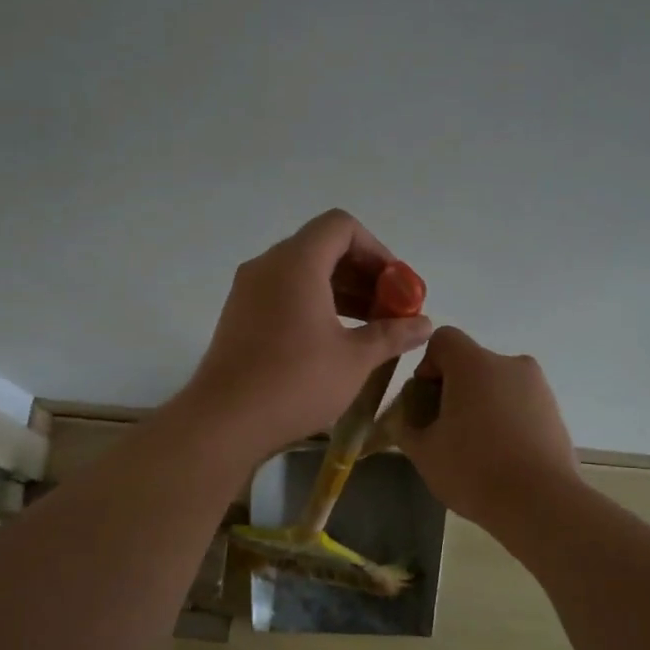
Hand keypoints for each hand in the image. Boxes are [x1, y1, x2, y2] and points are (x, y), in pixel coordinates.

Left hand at [178, 210, 433, 461]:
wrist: (225, 421)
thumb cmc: (296, 382)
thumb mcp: (355, 359)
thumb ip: (392, 334)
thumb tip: (424, 324)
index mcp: (297, 263)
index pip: (341, 227)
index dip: (376, 250)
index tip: (396, 286)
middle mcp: (267, 266)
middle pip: (322, 249)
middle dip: (362, 274)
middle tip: (390, 310)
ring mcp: (248, 291)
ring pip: (302, 274)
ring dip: (340, 292)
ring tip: (369, 328)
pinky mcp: (239, 317)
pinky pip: (283, 295)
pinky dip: (313, 306)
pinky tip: (333, 341)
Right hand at [397, 326, 580, 528]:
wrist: (540, 503)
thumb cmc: (474, 470)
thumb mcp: (424, 453)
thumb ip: (407, 428)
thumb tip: (408, 420)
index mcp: (475, 365)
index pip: (443, 340)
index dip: (427, 365)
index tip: (425, 402)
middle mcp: (510, 365)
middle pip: (471, 364)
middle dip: (453, 390)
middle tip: (444, 430)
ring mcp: (538, 388)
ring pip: (497, 385)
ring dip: (480, 405)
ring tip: (474, 449)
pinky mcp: (555, 412)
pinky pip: (519, 405)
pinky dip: (505, 420)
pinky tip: (500, 457)